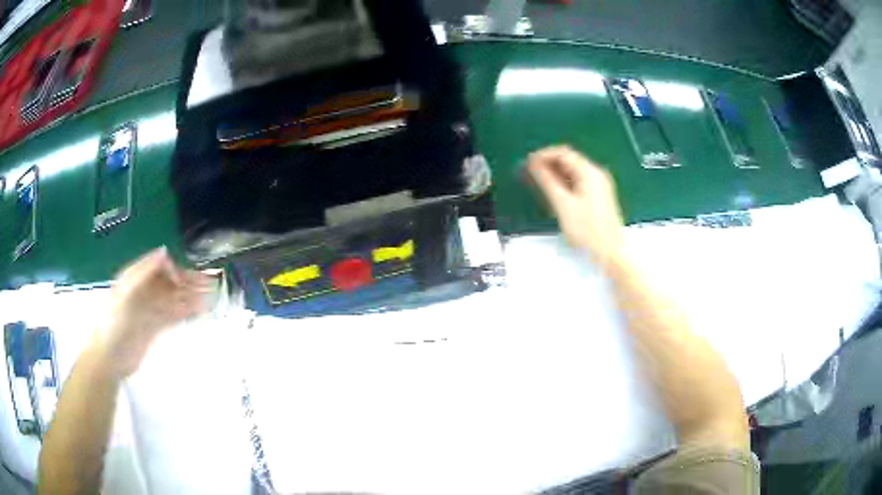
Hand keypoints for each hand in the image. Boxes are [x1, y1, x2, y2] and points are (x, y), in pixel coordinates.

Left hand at [91, 247, 213, 378]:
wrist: (109, 358)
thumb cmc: (114, 323)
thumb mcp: (126, 294)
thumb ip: (144, 272)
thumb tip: (165, 252)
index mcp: (134, 278)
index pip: (158, 266)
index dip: (174, 268)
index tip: (187, 278)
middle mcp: (143, 291)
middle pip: (169, 282)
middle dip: (188, 281)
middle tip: (210, 283)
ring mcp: (149, 310)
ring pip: (174, 299)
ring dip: (190, 296)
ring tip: (211, 297)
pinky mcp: (154, 327)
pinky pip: (173, 315)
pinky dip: (186, 312)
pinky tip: (199, 311)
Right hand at [526, 146, 624, 264]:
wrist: (610, 252)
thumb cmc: (587, 229)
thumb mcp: (563, 204)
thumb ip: (547, 181)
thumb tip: (533, 164)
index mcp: (589, 172)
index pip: (563, 153)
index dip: (543, 155)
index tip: (526, 163)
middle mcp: (596, 174)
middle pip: (569, 160)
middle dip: (548, 164)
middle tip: (529, 173)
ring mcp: (599, 185)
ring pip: (573, 171)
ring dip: (555, 174)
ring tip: (538, 183)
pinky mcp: (598, 196)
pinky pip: (578, 182)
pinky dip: (564, 183)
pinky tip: (554, 193)